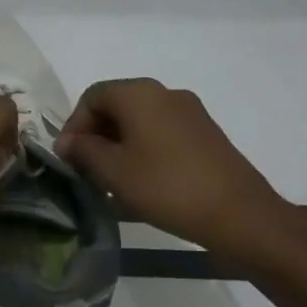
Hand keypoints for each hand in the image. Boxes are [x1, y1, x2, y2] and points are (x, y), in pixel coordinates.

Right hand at [54, 78, 306, 268]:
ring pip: (140, 121)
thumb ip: (84, 150)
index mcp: (140, 94)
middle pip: (116, 105)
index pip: (92, 97)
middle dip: (95, 136)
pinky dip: (143, 150)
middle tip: (86, 171)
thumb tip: (67, 141)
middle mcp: (165, 93)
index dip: (73, 126)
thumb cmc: (166, 187)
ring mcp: (190, 113)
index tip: (68, 159)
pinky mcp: (205, 134)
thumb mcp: (113, 171)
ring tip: (111, 181)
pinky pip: (161, 133)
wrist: (239, 214)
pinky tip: (141, 182)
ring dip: (118, 145)